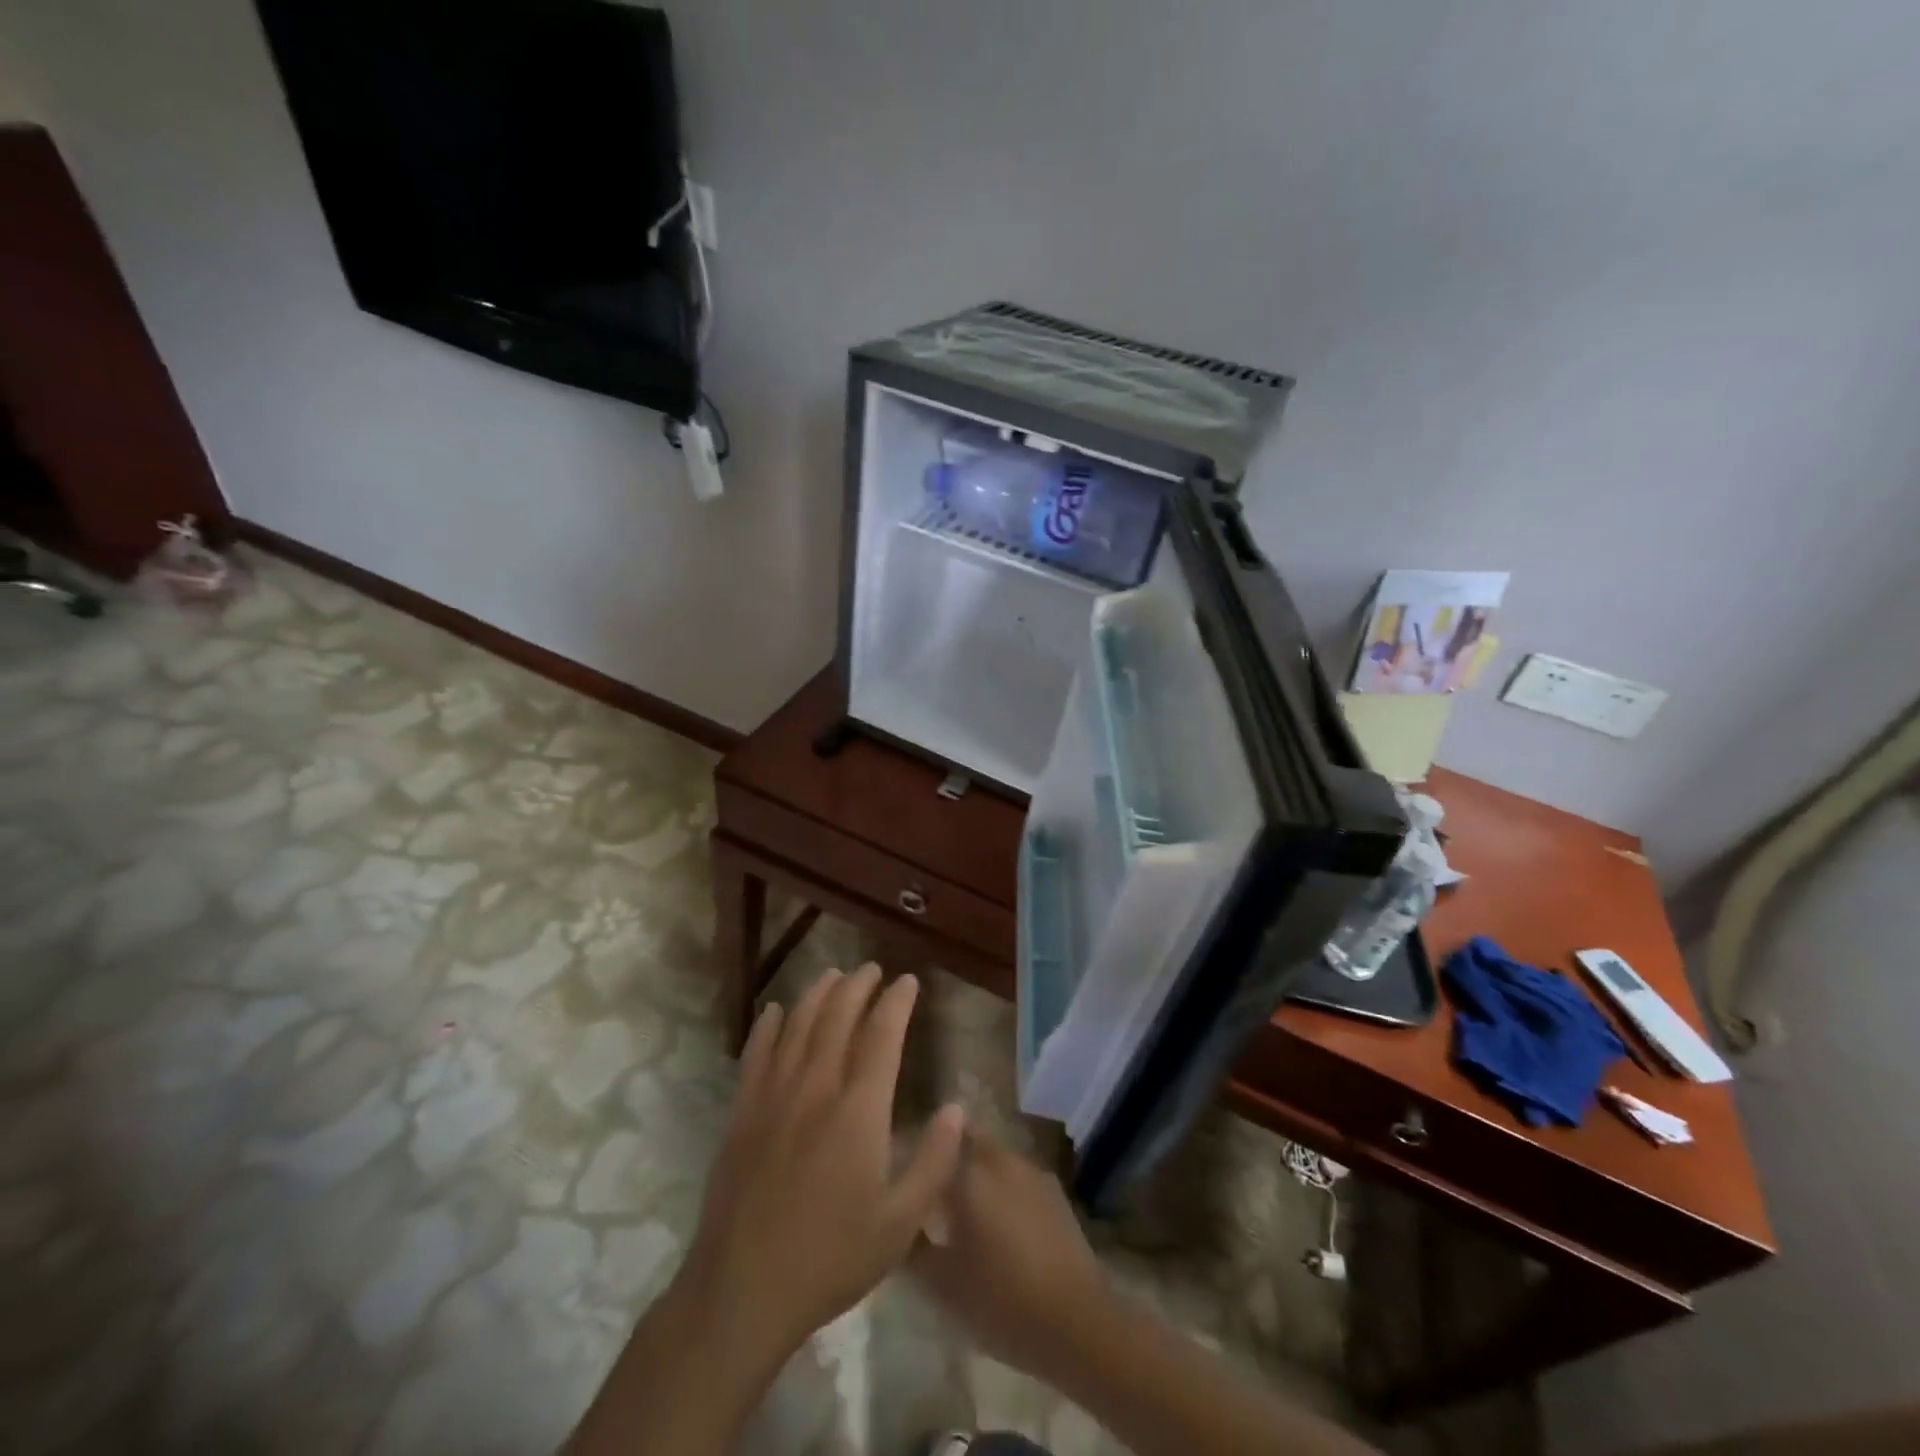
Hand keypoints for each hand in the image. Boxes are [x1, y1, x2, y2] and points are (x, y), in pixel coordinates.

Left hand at [679, 964, 965, 1369]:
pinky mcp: (743, 1112)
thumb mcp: (901, 1223)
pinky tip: (777, 1011)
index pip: (882, 1035)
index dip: (896, 1002)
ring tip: (833, 974)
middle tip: (872, 969)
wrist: (743, 1290)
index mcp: (859, 1109)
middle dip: (858, 986)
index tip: (907, 981)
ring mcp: (774, 1096)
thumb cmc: (832, 1257)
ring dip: (818, 993)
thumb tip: (956, 1108)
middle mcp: (817, 1087)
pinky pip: (757, 1053)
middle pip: (838, 1017)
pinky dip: (769, 1025)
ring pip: (799, 1025)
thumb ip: (934, 1161)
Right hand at [910, 1131, 1113, 1382]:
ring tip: (960, 1203)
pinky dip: (999, 1185)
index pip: (932, 1141)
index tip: (900, 1167)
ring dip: (974, 1168)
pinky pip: (1014, 1174)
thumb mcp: (942, 1283)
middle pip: (965, 1138)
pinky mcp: (1053, 1189)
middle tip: (929, 1183)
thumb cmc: (1001, 1300)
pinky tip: (996, 1219)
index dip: (914, 1149)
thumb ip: (911, 1245)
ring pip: (991, 1155)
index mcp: (967, 1173)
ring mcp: (1030, 1169)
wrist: (1077, 1321)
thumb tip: (894, 1220)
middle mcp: (998, 1158)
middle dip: (946, 1152)